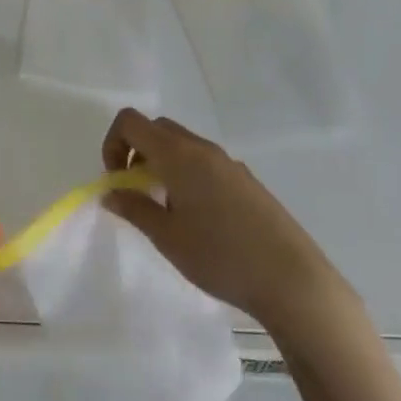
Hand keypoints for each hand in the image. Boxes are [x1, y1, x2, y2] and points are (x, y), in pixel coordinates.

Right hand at [102, 108, 353, 340]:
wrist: (291, 278)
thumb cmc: (220, 256)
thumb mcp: (167, 237)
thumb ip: (135, 209)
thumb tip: (110, 192)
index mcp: (178, 154)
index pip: (131, 122)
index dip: (113, 144)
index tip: (116, 181)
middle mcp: (202, 148)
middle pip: (157, 129)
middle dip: (136, 152)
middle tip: (136, 193)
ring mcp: (228, 162)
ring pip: (182, 146)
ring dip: (162, 164)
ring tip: (166, 211)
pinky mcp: (246, 180)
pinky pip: (204, 162)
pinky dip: (187, 175)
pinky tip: (199, 220)